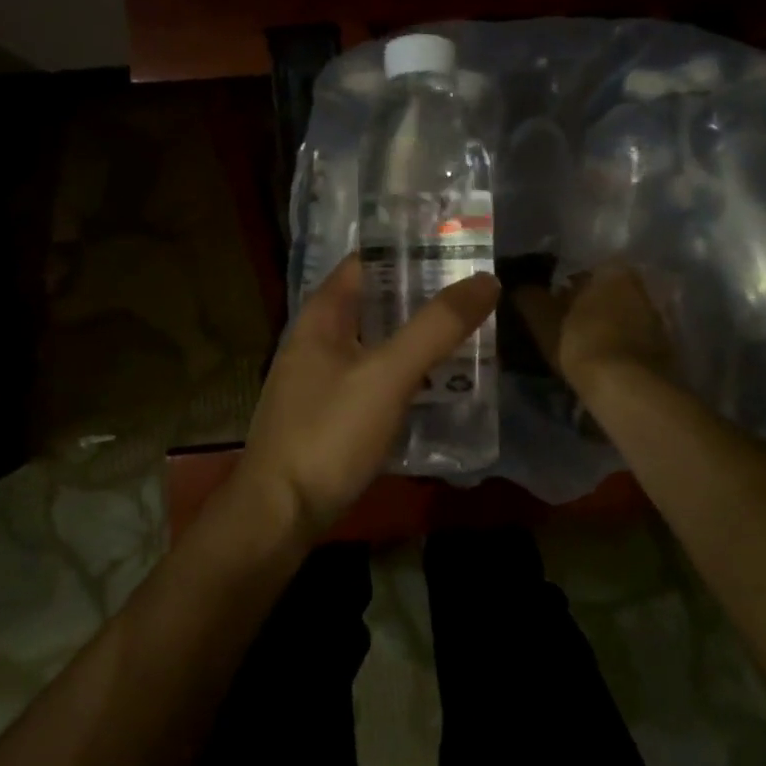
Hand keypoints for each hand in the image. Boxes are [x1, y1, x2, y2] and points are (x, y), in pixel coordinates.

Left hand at [235, 257, 499, 537]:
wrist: (279, 514)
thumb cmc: (329, 433)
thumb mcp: (388, 374)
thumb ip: (436, 327)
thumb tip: (486, 280)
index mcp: (322, 315)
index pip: (367, 262)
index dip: (410, 253)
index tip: (458, 252)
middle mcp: (317, 338)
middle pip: (375, 303)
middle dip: (422, 298)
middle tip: (476, 297)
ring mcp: (320, 378)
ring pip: (377, 343)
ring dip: (416, 339)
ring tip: (469, 337)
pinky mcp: (329, 413)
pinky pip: (373, 379)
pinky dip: (404, 374)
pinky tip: (438, 386)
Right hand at [512, 263, 680, 402]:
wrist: (629, 388)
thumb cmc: (583, 342)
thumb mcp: (544, 320)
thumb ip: (529, 299)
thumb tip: (518, 288)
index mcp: (613, 271)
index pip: (580, 274)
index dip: (560, 292)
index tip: (546, 311)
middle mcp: (639, 287)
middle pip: (602, 295)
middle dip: (583, 309)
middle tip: (559, 330)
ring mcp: (655, 318)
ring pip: (617, 318)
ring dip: (600, 329)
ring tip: (577, 351)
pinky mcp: (663, 347)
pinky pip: (630, 340)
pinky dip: (615, 347)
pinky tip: (599, 364)